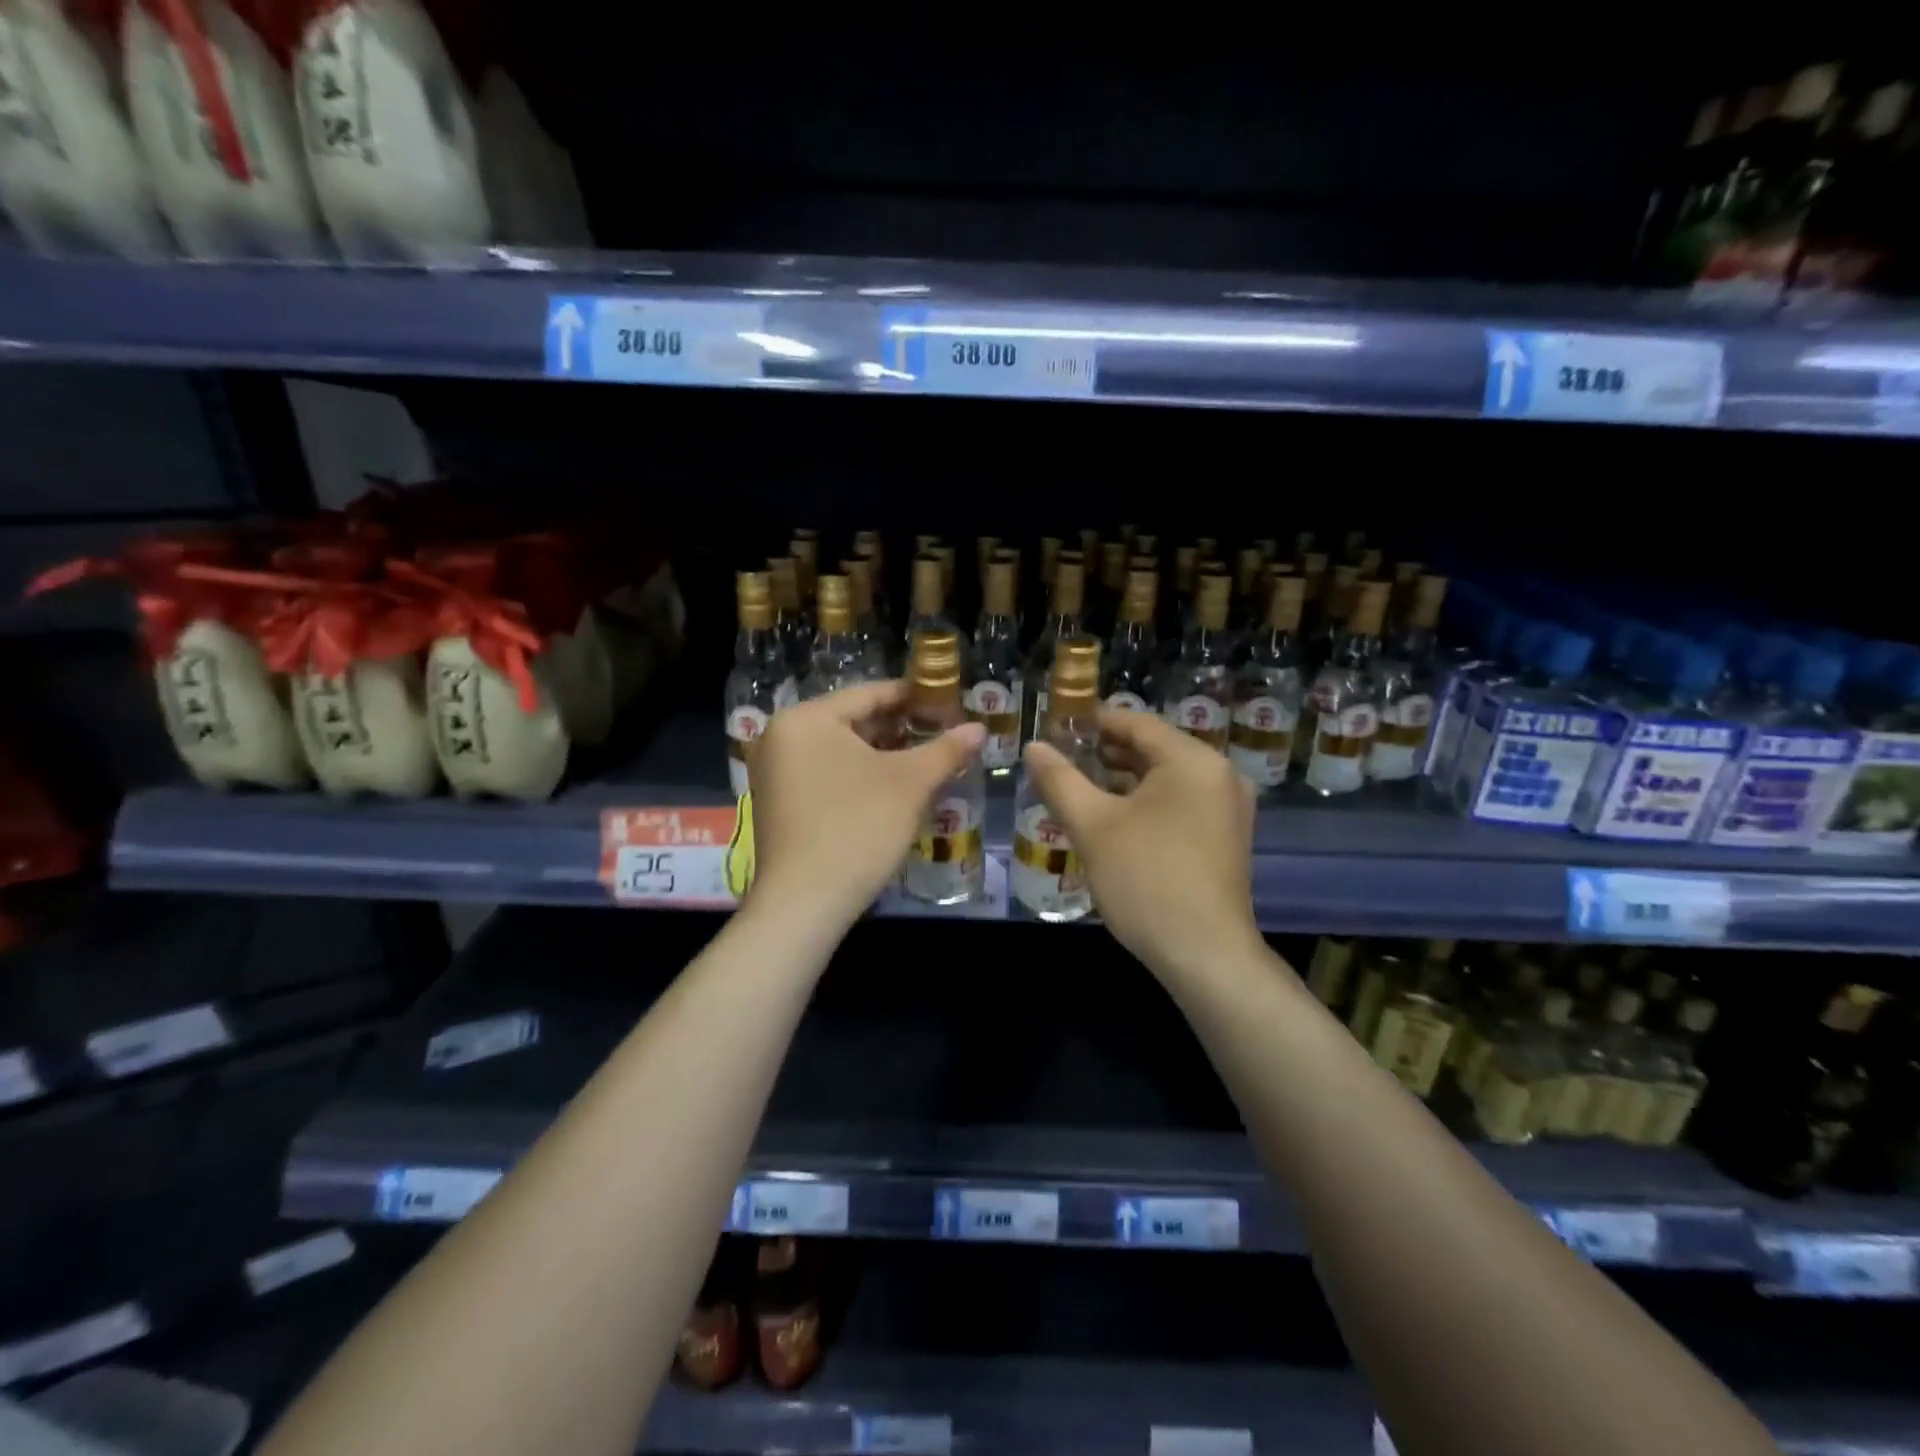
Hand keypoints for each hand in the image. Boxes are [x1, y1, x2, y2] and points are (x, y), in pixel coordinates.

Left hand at [748, 681, 985, 932]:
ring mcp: (773, 772)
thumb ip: (945, 749)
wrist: (804, 903)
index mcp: (805, 718)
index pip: (868, 694)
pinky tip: (890, 790)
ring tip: (924, 762)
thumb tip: (979, 728)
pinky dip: (857, 777)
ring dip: (881, 755)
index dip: (913, 697)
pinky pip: (824, 774)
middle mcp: (780, 736)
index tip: (947, 703)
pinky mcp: (776, 803)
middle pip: (851, 722)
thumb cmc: (857, 827)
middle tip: (940, 735)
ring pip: (838, 751)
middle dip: (899, 729)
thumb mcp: (909, 784)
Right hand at [1023, 708, 1260, 976]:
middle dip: (1105, 752)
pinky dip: (1145, 802)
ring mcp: (1227, 807)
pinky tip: (1111, 818)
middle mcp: (1219, 774)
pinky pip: (1179, 802)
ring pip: (1166, 778)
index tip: (1056, 728)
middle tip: (1061, 760)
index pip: (1137, 722)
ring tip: (1077, 787)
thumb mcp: (1093, 826)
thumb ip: (1059, 780)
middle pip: (1153, 748)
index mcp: (1193, 760)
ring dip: (1123, 779)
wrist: (1205, 955)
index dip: (1093, 722)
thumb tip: (1033, 747)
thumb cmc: (1146, 880)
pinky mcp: (1225, 836)